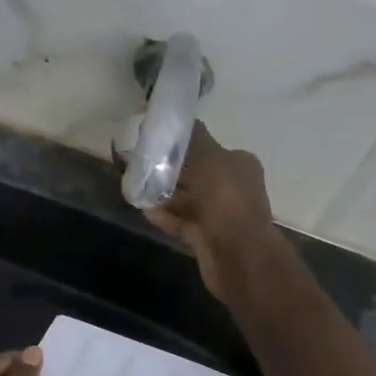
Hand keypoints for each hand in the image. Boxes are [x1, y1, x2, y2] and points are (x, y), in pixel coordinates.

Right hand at [143, 123, 276, 302]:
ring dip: (163, 194)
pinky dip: (165, 215)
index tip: (156, 143)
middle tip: (141, 166)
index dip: (182, 143)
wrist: (237, 255)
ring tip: (137, 187)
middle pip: (194, 172)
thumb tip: (177, 120)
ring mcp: (219, 213)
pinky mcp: (206, 235)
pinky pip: (181, 220)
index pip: (207, 146)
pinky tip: (145, 210)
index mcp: (239, 163)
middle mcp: (232, 185)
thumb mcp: (210, 158)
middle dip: (168, 170)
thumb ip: (193, 138)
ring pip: (185, 198)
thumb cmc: (225, 201)